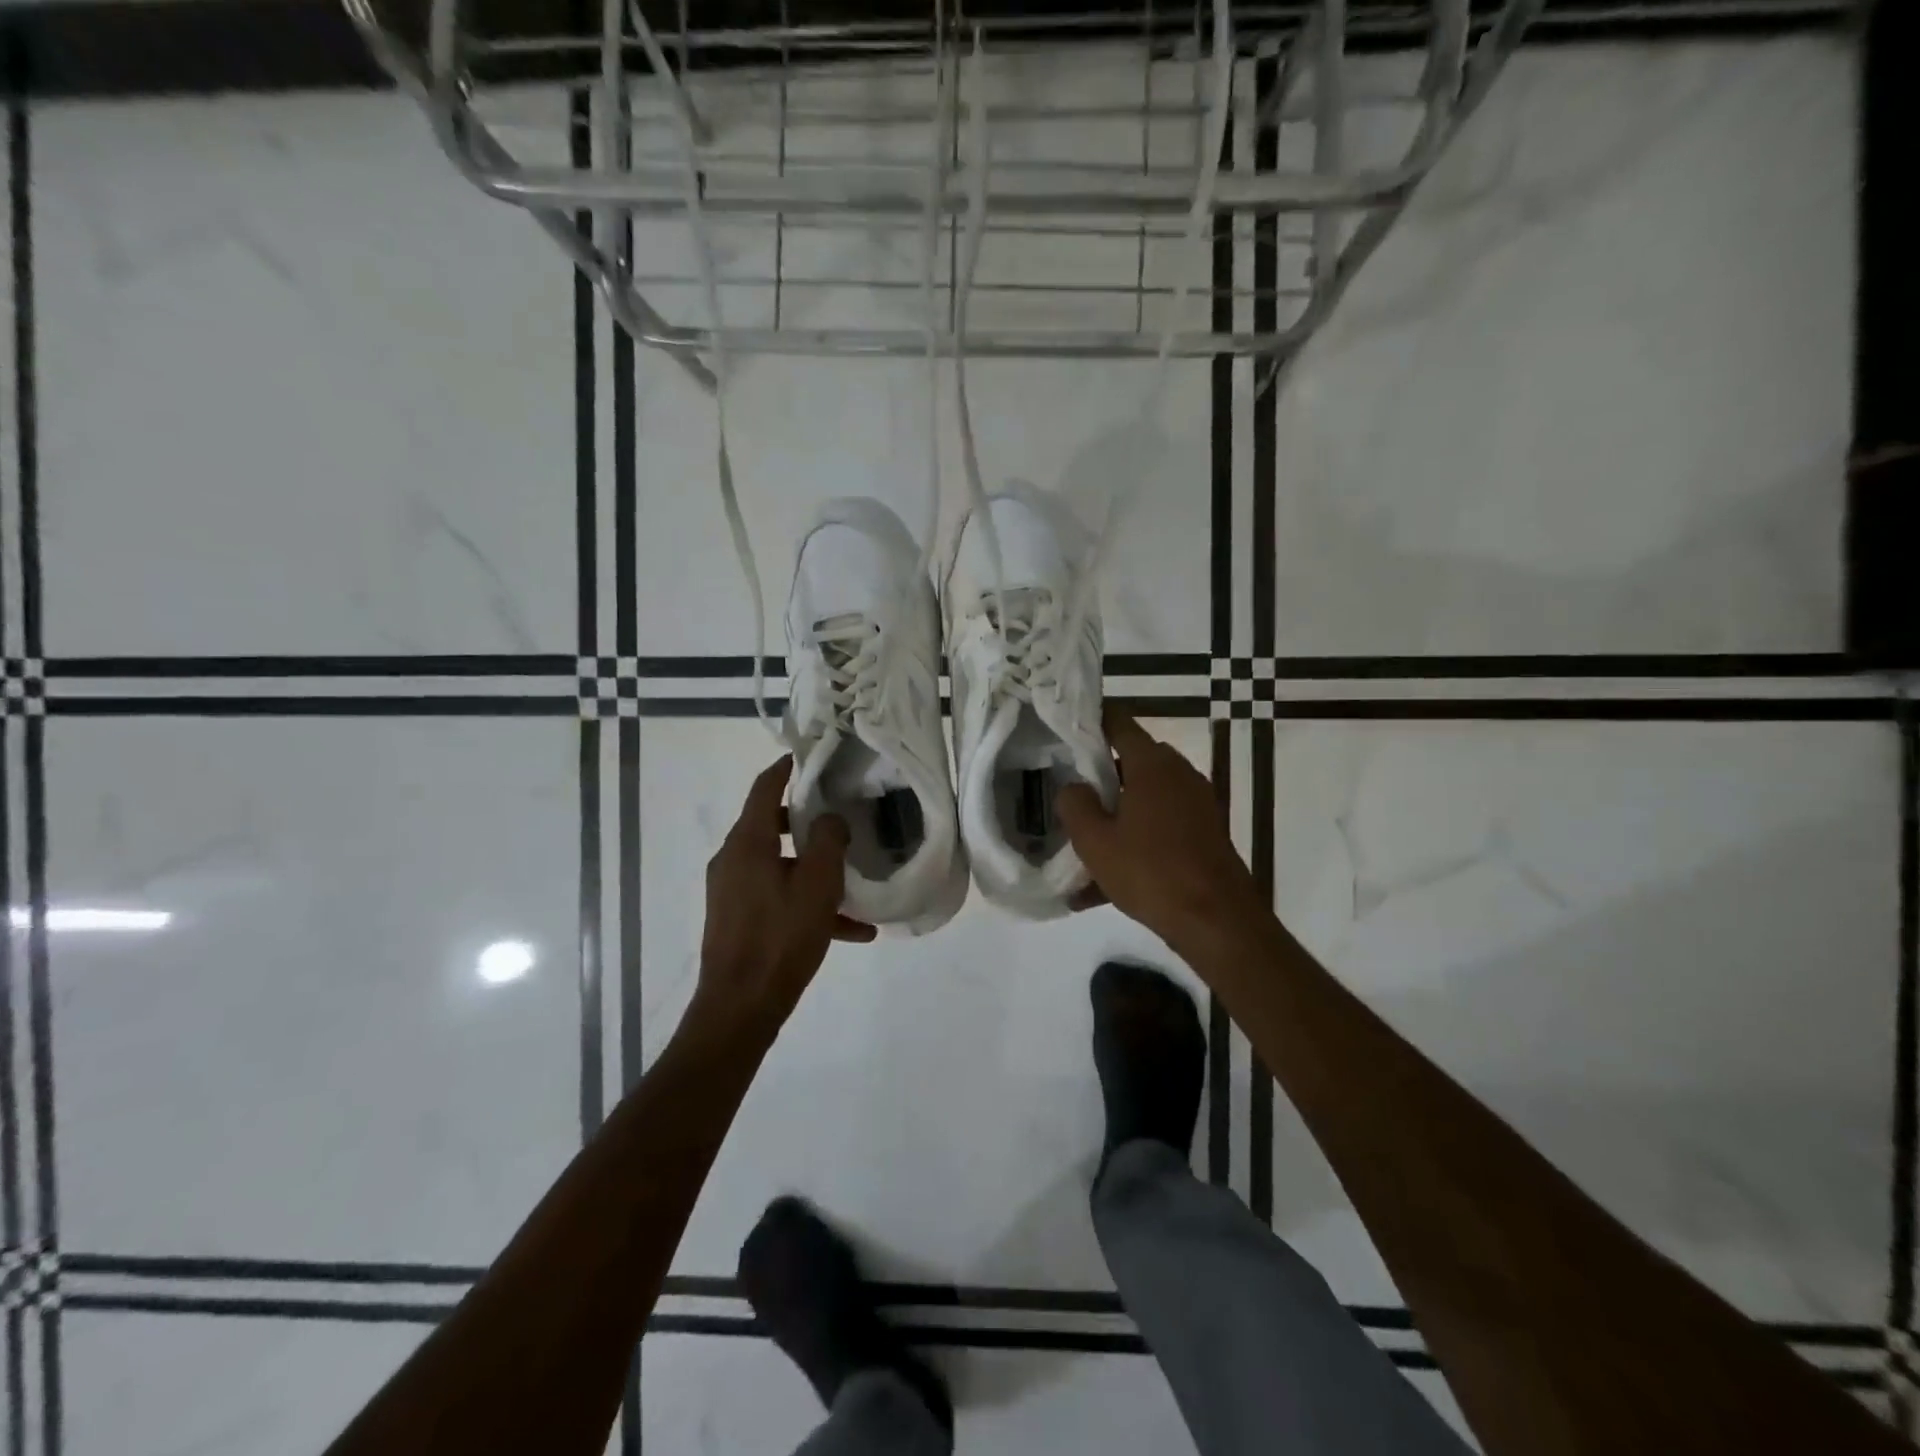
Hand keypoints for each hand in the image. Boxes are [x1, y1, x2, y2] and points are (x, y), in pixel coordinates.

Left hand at [697, 758, 875, 1030]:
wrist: (740, 1007)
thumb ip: (828, 841)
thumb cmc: (780, 938)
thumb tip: (828, 819)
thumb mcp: (818, 885)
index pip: (764, 788)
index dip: (786, 769)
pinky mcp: (737, 918)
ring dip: (814, 870)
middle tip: (841, 818)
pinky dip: (807, 902)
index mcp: (747, 843)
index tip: (808, 758)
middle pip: (771, 825)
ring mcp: (732, 891)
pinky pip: (777, 897)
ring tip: (854, 884)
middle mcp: (733, 859)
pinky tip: (851, 930)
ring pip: (780, 865)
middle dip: (806, 822)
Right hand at [1056, 708, 1263, 951]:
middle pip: (1130, 762)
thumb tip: (1073, 786)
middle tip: (1069, 796)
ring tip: (1083, 849)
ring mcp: (1196, 803)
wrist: (1217, 921)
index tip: (1066, 732)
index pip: (1119, 723)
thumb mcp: (1095, 841)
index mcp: (1151, 765)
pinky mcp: (1204, 832)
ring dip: (1116, 817)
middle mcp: (1178, 774)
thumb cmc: (1150, 872)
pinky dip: (1135, 842)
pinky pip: (1160, 827)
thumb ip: (1075, 804)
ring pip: (1144, 799)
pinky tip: (1104, 885)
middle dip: (1099, 778)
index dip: (1091, 722)